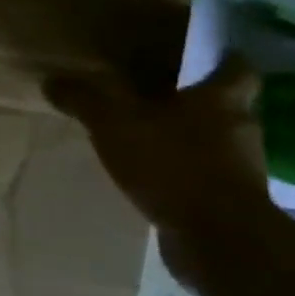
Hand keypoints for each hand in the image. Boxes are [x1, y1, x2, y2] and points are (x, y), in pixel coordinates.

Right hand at [45, 57, 270, 286]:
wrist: (218, 239)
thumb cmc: (172, 164)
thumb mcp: (113, 123)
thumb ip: (84, 99)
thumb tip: (53, 80)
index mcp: (221, 101)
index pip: (237, 69)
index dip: (224, 59)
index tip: (206, 56)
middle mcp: (241, 129)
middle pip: (226, 107)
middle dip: (198, 102)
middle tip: (161, 97)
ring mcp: (242, 170)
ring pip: (217, 143)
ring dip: (190, 140)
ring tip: (151, 139)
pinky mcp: (233, 204)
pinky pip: (207, 178)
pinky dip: (186, 174)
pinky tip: (156, 178)